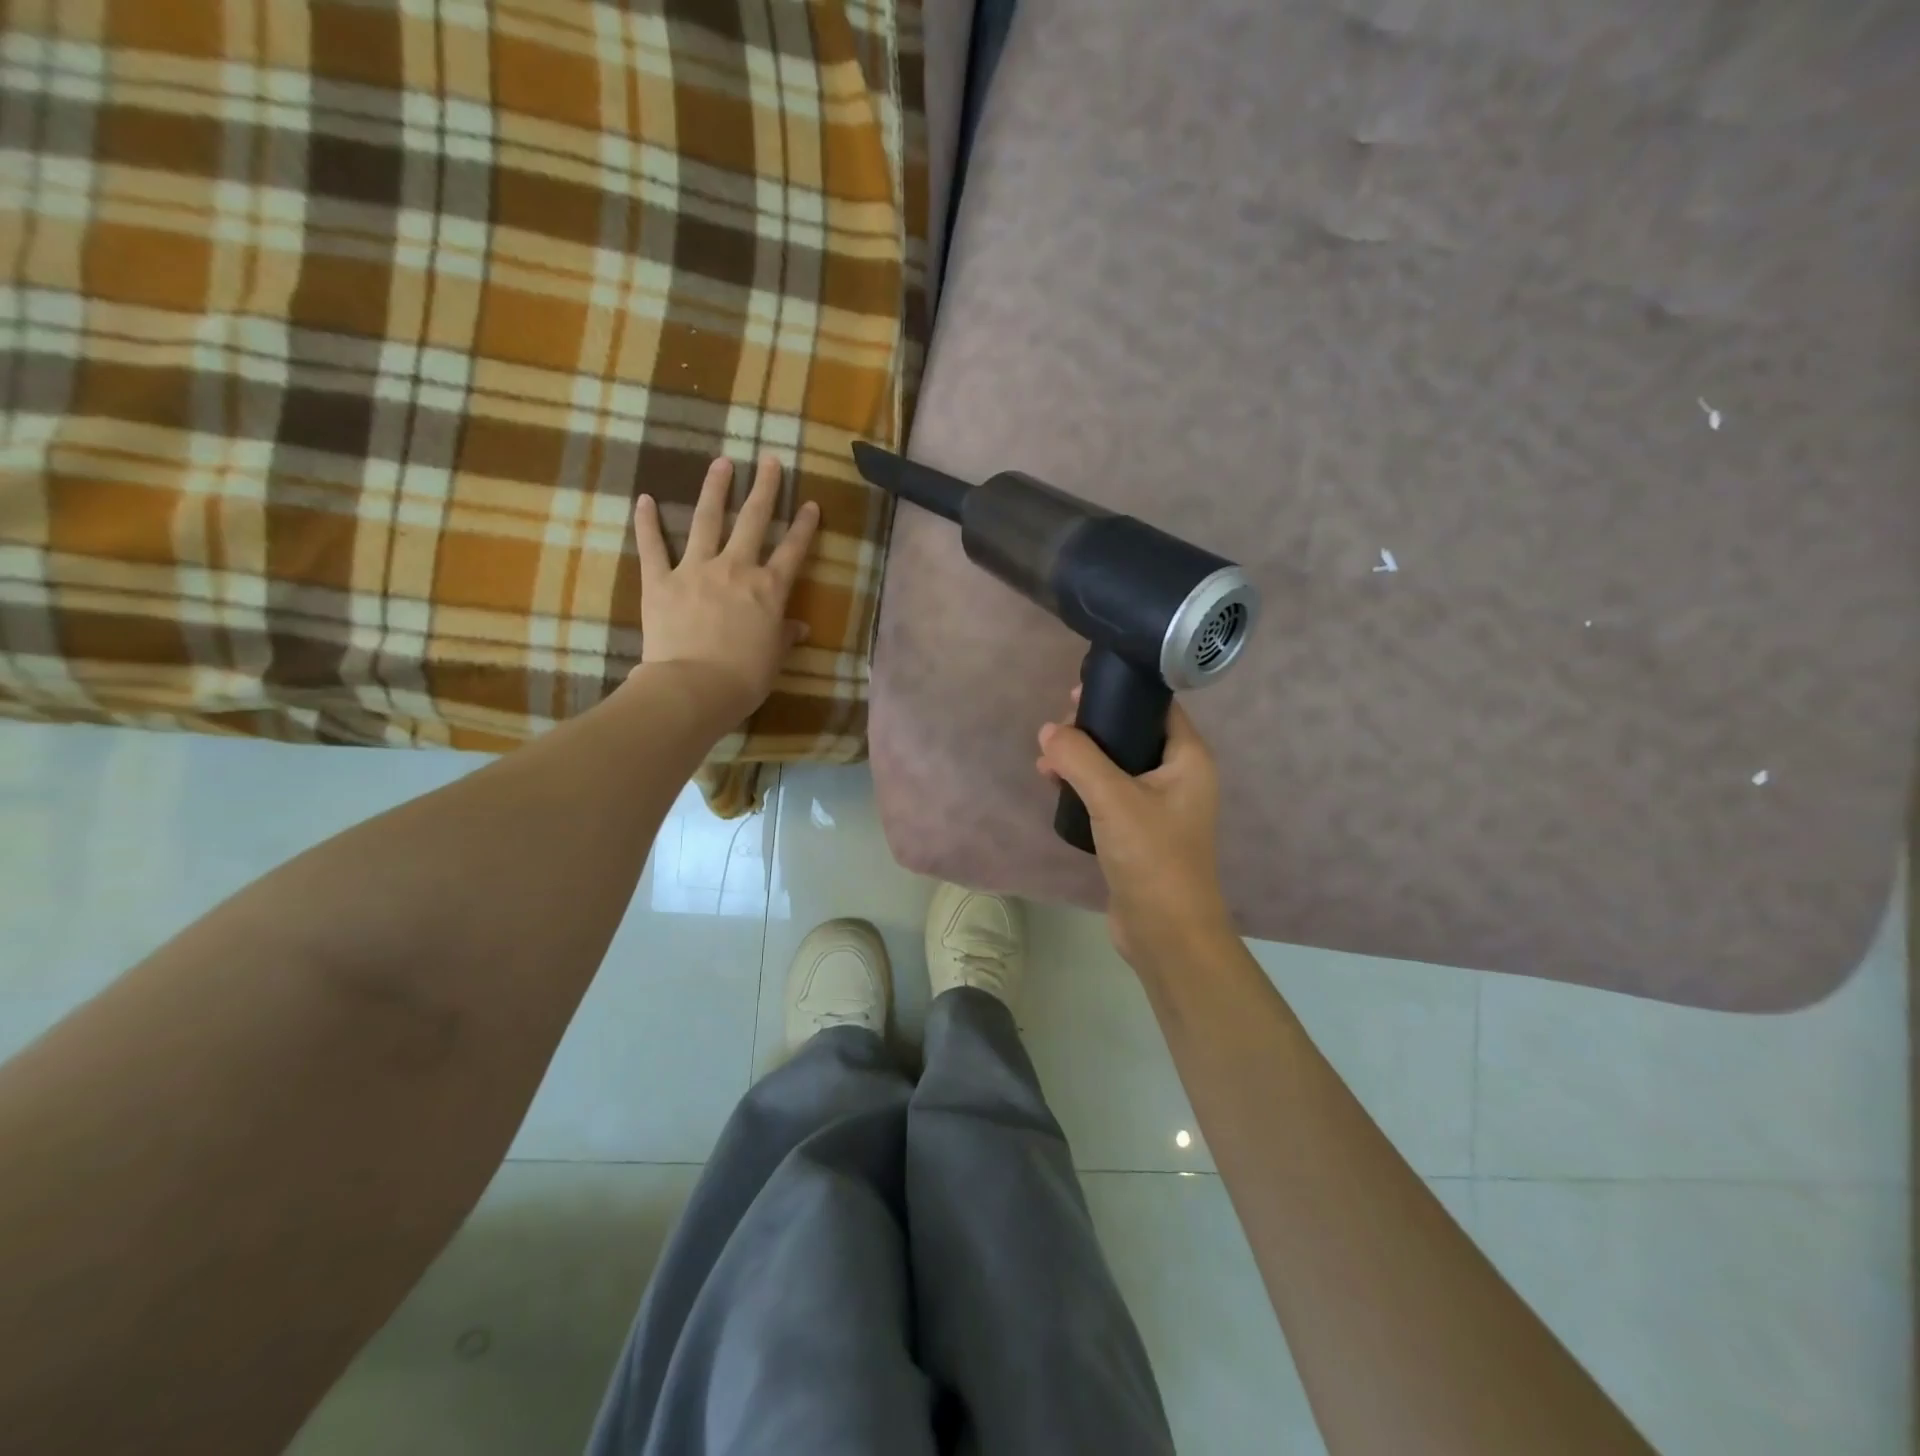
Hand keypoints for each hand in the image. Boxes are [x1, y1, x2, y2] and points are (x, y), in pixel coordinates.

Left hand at [631, 455, 818, 717]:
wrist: (693, 688)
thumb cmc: (743, 679)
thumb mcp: (773, 659)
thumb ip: (784, 636)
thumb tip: (798, 628)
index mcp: (768, 590)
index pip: (792, 551)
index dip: (803, 527)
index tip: (811, 504)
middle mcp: (735, 569)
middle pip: (753, 521)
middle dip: (764, 489)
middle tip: (769, 460)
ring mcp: (695, 570)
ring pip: (707, 521)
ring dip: (715, 489)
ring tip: (721, 463)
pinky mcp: (660, 581)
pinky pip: (652, 546)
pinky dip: (646, 523)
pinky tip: (644, 499)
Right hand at [1036, 692, 1236, 973]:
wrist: (1166, 932)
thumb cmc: (1152, 857)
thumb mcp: (1113, 799)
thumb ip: (1078, 758)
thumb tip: (1047, 732)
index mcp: (1188, 759)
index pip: (1158, 707)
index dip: (1120, 694)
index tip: (1078, 693)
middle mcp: (1178, 777)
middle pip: (1132, 734)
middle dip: (1092, 729)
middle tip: (1055, 732)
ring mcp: (1160, 807)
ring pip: (1117, 766)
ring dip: (1083, 760)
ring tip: (1046, 763)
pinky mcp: (1140, 832)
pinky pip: (1110, 795)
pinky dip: (1085, 787)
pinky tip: (1057, 788)